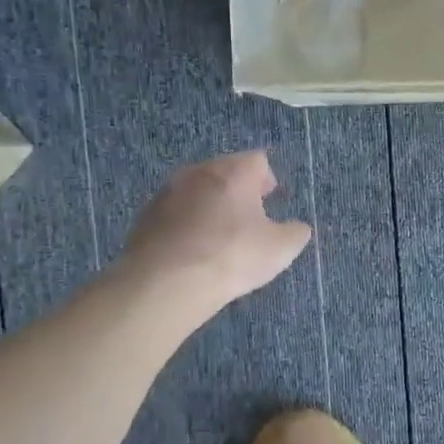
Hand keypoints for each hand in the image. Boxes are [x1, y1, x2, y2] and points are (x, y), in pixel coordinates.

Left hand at [119, 151, 312, 311]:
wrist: (166, 282)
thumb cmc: (232, 256)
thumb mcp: (280, 249)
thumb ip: (295, 233)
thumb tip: (298, 227)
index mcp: (233, 172)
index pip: (257, 160)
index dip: (267, 179)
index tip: (271, 199)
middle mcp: (198, 172)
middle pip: (223, 172)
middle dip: (237, 190)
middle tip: (247, 217)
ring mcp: (167, 193)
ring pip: (196, 191)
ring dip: (209, 206)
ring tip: (218, 236)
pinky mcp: (145, 217)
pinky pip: (174, 213)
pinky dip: (186, 225)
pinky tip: (191, 251)